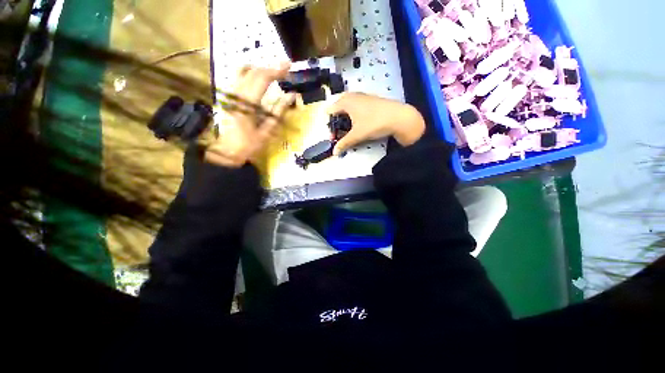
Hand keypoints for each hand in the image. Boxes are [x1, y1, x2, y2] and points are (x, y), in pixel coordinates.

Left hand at [204, 63, 296, 167]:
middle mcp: (236, 93)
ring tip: (274, 73)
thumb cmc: (249, 144)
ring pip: (244, 70)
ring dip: (261, 69)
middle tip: (285, 69)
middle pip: (253, 71)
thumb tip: (292, 95)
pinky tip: (260, 79)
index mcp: (247, 102)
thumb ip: (279, 110)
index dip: (276, 70)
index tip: (289, 67)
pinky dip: (252, 73)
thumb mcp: (268, 130)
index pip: (262, 78)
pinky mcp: (229, 96)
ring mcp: (230, 93)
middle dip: (270, 67)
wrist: (227, 151)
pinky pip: (239, 77)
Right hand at [328, 93, 425, 154]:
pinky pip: (357, 104)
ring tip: (348, 126)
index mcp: (346, 102)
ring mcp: (363, 96)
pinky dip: (354, 112)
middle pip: (339, 105)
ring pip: (349, 104)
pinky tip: (360, 120)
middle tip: (338, 129)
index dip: (329, 123)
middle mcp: (353, 96)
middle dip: (336, 118)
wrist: (399, 117)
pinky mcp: (371, 99)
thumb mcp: (357, 135)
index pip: (331, 110)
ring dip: (345, 115)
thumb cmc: (374, 123)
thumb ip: (344, 143)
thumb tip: (334, 152)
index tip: (332, 133)